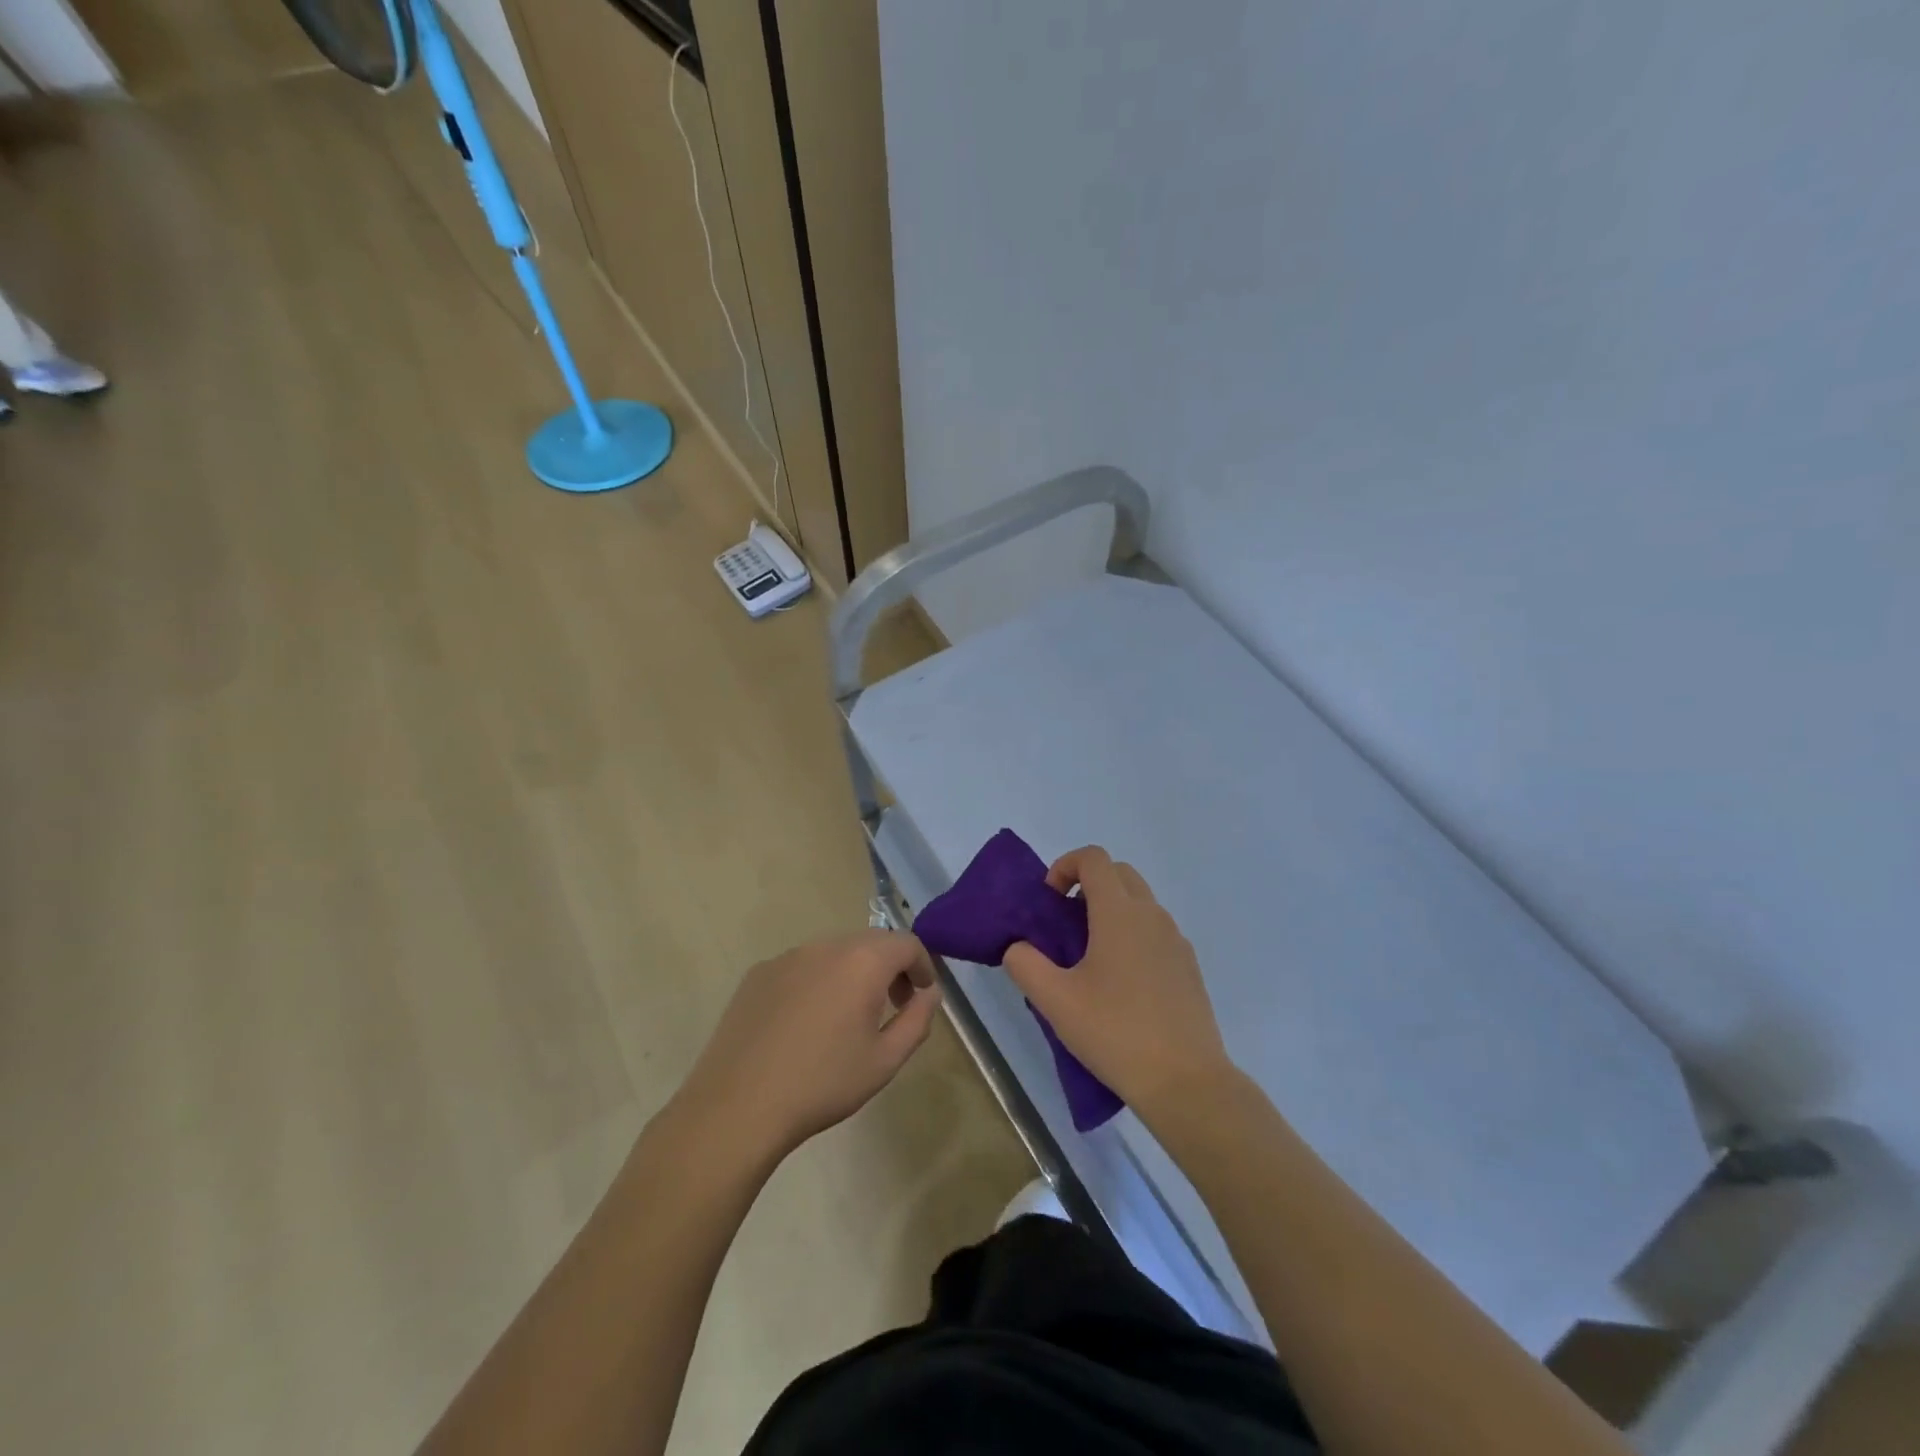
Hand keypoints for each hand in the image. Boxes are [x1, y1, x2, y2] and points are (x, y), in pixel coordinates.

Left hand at [672, 930, 943, 1165]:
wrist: (737, 1105)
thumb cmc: (822, 1083)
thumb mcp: (885, 1060)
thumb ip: (917, 1020)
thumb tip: (929, 993)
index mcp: (862, 961)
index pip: (907, 943)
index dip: (923, 965)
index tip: (922, 995)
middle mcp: (826, 945)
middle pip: (871, 942)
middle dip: (890, 967)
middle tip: (893, 1005)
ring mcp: (787, 956)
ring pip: (835, 952)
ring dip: (853, 973)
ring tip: (848, 1017)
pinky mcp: (758, 973)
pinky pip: (802, 966)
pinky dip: (818, 981)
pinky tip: (806, 1023)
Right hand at [1004, 847, 1231, 1119]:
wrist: (1186, 1082)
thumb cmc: (1115, 1033)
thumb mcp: (1055, 1001)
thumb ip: (1025, 965)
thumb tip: (1018, 947)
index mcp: (1119, 913)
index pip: (1094, 858)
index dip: (1065, 865)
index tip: (1049, 899)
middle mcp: (1152, 916)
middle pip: (1119, 873)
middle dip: (1088, 884)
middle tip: (1065, 922)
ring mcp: (1176, 941)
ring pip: (1140, 903)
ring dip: (1111, 910)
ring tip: (1089, 957)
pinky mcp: (1189, 967)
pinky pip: (1156, 932)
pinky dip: (1133, 935)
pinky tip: (1121, 984)